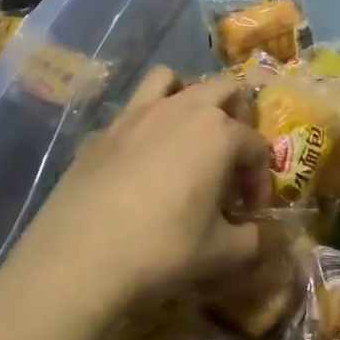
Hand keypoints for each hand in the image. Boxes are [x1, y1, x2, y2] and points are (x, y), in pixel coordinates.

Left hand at [14, 68, 271, 310]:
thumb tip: (258, 235)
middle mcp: (182, 109)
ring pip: (173, 80)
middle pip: (224, 90)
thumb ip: (253, 239)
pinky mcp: (103, 130)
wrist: (79, 259)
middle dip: (238, 119)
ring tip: (189, 136)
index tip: (251, 211)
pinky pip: (134, 108)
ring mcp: (137, 114)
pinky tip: (143, 160)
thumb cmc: (164, 249)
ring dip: (190, 99)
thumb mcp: (223, 253)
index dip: (261, 179)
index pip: (257, 146)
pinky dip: (148, 122)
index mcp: (220, 133)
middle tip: (232, 160)